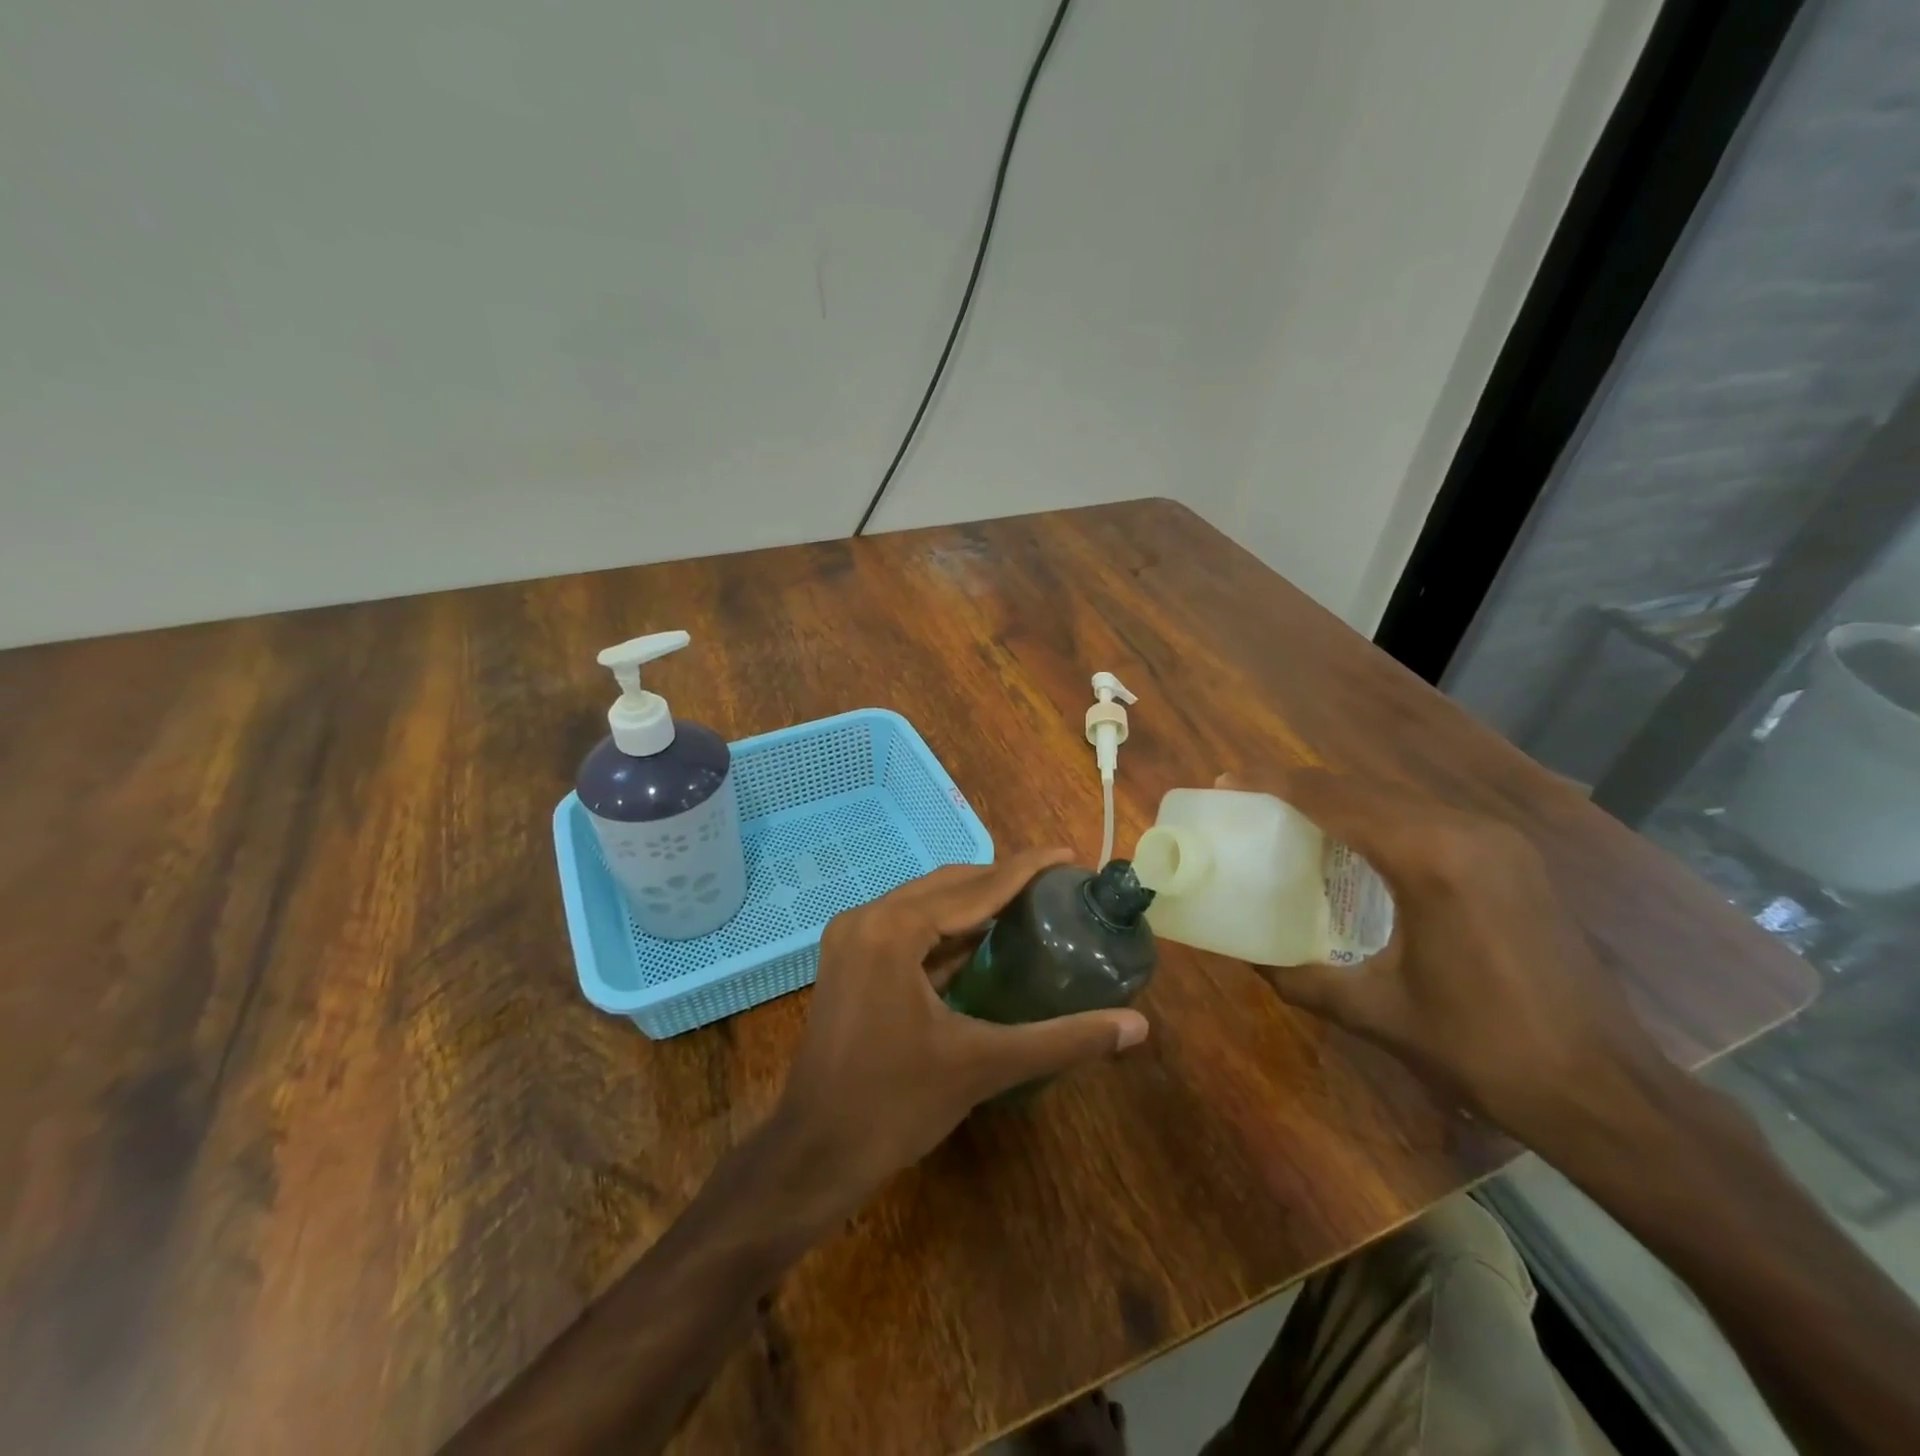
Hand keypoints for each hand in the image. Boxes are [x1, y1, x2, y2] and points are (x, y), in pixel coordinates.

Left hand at [769, 850, 1149, 1219]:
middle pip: (948, 885)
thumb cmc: (895, 1105)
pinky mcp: (849, 961)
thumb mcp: (984, 1065)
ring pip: (925, 904)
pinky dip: (946, 929)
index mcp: (894, 929)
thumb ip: (1063, 1039)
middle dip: (1002, 880)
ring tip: (1029, 904)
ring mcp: (852, 938)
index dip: (1026, 868)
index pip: (975, 886)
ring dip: (974, 902)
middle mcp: (868, 918)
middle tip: (1056, 884)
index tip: (1069, 855)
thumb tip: (1136, 1027)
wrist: (814, 1153)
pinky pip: (907, 928)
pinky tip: (982, 939)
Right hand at [1227, 766, 1674, 1143]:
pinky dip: (1379, 818)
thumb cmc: (1483, 1050)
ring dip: (1340, 801)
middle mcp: (1466, 832)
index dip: (1275, 784)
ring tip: (1290, 818)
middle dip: (1301, 788)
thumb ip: (1301, 979)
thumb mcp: (1377, 1013)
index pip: (1335, 799)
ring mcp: (1498, 841)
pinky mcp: (1513, 859)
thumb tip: (1247, 959)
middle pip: (1363, 789)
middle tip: (1249, 801)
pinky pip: (1427, 818)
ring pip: (1397, 798)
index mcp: (1430, 859)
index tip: (1228, 781)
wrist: (1606, 1091)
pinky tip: (1356, 845)